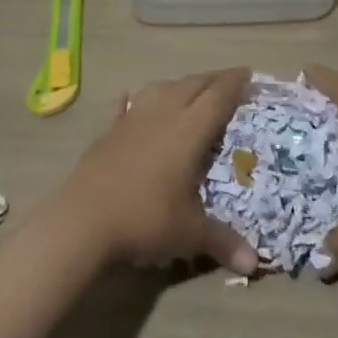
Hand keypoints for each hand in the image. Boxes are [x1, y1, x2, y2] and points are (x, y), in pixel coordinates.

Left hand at [61, 69, 260, 273]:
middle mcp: (162, 116)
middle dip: (212, 79)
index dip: (235, 83)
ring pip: (159, 88)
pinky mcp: (107, 133)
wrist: (83, 222)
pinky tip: (128, 97)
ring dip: (177, 85)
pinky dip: (130, 100)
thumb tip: (254, 263)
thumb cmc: (145, 220)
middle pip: (191, 85)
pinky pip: (122, 107)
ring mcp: (131, 121)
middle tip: (228, 80)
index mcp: (188, 131)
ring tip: (187, 90)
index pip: (217, 97)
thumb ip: (223, 242)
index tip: (249, 73)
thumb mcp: (189, 234)